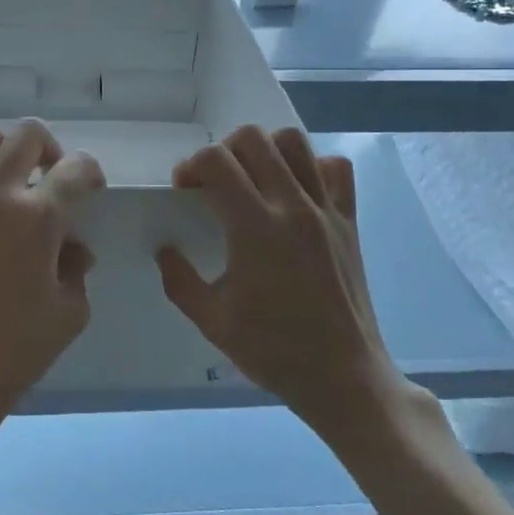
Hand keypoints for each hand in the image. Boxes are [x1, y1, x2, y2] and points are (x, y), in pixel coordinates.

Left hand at [0, 116, 104, 433]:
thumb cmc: (17, 350)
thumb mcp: (71, 312)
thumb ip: (77, 268)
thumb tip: (70, 248)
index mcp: (38, 217)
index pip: (76, 168)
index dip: (91, 173)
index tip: (91, 189)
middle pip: (28, 133)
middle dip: (51, 149)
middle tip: (51, 180)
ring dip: (1, 145)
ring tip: (8, 177)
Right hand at [156, 126, 405, 434]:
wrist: (343, 376)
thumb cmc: (274, 351)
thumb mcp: (212, 322)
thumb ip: (180, 280)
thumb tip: (164, 250)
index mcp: (255, 228)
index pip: (216, 162)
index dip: (191, 167)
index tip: (185, 192)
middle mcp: (292, 206)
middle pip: (253, 138)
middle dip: (223, 151)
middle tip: (216, 184)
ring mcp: (325, 209)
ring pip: (295, 142)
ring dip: (265, 150)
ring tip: (254, 179)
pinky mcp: (349, 220)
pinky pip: (336, 169)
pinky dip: (313, 167)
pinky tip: (297, 192)